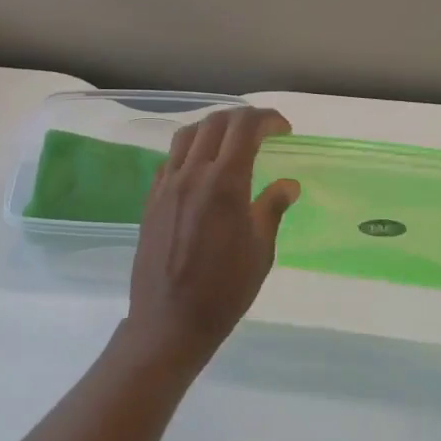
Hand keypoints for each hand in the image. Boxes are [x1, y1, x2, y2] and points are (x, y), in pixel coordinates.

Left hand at [125, 108, 301, 372]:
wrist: (169, 321)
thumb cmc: (224, 291)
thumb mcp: (260, 251)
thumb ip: (272, 209)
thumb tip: (288, 184)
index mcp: (225, 183)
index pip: (244, 128)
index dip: (267, 119)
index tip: (284, 130)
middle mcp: (192, 174)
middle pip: (215, 123)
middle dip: (243, 118)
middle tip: (262, 132)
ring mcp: (167, 184)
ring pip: (187, 135)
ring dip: (213, 128)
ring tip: (231, 142)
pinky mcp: (152, 198)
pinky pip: (170, 159)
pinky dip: (190, 150)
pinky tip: (202, 168)